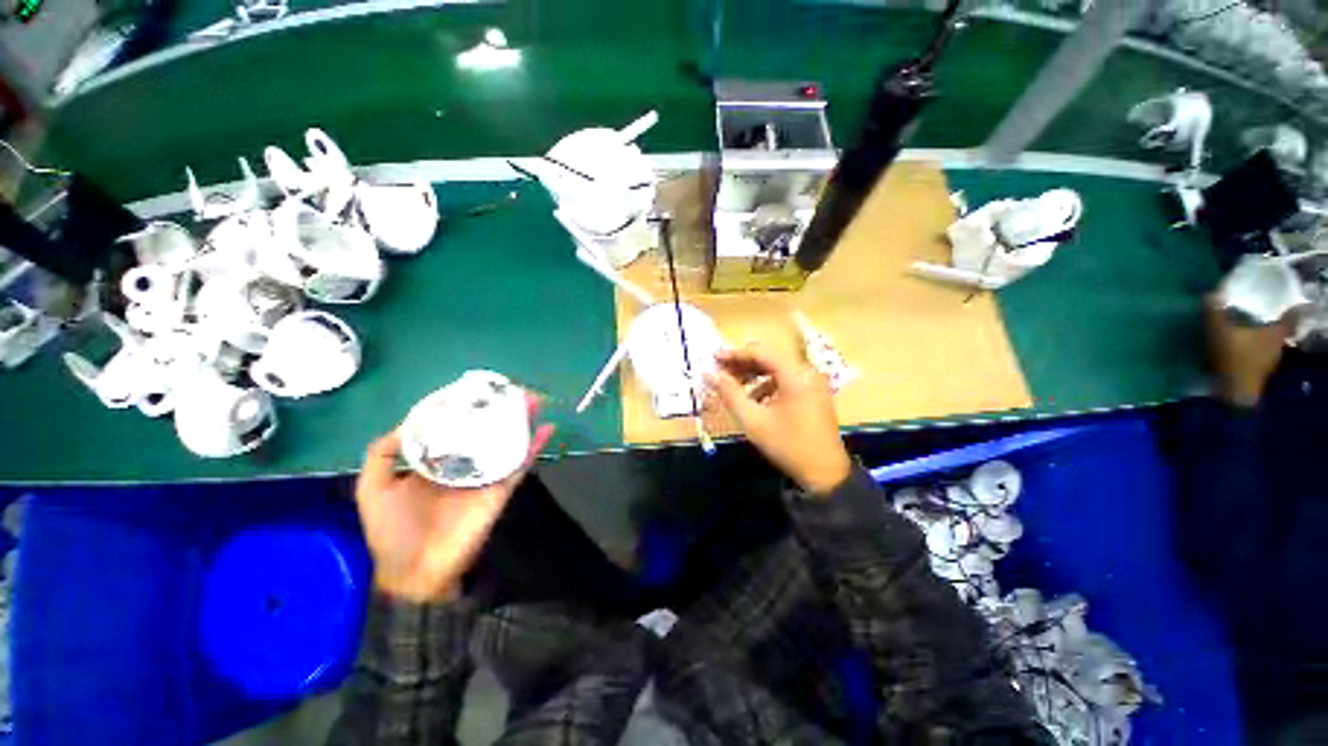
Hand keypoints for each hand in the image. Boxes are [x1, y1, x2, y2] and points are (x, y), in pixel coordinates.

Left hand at [355, 395, 554, 601]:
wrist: (415, 572)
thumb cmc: (391, 531)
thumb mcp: (373, 488)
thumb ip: (383, 454)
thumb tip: (409, 420)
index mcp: (435, 461)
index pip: (455, 427)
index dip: (467, 407)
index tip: (477, 389)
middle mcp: (463, 463)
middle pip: (486, 430)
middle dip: (500, 410)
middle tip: (514, 390)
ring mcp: (485, 475)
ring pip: (507, 442)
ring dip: (522, 422)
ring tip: (534, 401)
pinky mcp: (500, 489)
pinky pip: (520, 464)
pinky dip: (534, 447)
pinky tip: (546, 429)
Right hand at [706, 343, 850, 494]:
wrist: (825, 474)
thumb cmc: (787, 445)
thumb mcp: (753, 420)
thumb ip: (730, 394)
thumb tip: (709, 374)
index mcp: (795, 375)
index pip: (761, 352)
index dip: (735, 354)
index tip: (713, 358)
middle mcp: (807, 372)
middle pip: (770, 357)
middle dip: (743, 363)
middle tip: (720, 371)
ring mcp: (812, 382)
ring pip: (777, 368)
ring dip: (754, 373)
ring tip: (733, 385)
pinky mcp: (813, 393)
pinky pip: (786, 380)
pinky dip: (767, 384)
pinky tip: (754, 399)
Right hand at [1206, 296, 1291, 407]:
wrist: (1233, 392)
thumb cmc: (1233, 357)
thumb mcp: (1219, 331)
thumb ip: (1215, 312)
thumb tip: (1212, 294)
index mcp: (1277, 332)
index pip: (1291, 316)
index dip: (1291, 308)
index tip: (1288, 301)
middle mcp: (1279, 344)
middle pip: (1281, 329)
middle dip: (1273, 321)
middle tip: (1264, 312)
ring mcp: (1270, 360)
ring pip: (1271, 342)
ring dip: (1262, 335)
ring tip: (1249, 328)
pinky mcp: (1260, 371)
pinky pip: (1261, 353)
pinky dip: (1255, 348)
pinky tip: (1243, 346)